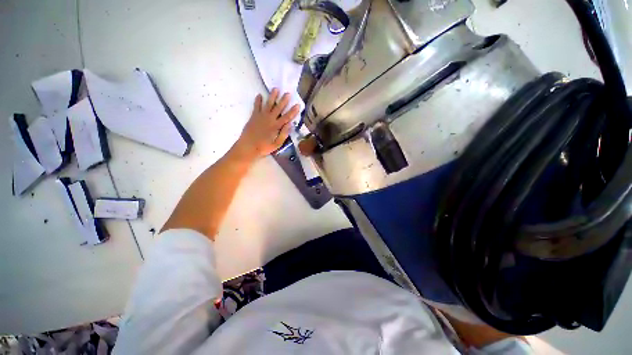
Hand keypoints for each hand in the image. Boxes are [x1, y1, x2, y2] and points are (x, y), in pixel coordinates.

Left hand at [233, 88, 299, 160]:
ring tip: (275, 89)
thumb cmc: (263, 147)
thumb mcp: (277, 144)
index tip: (297, 105)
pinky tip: (259, 95)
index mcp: (276, 126)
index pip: (287, 117)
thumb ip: (284, 134)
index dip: (293, 111)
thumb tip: (290, 124)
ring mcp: (261, 116)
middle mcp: (269, 119)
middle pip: (278, 108)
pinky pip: (256, 106)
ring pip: (268, 104)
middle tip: (288, 93)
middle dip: (284, 100)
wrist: (248, 146)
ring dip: (272, 96)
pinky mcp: (254, 116)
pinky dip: (258, 100)